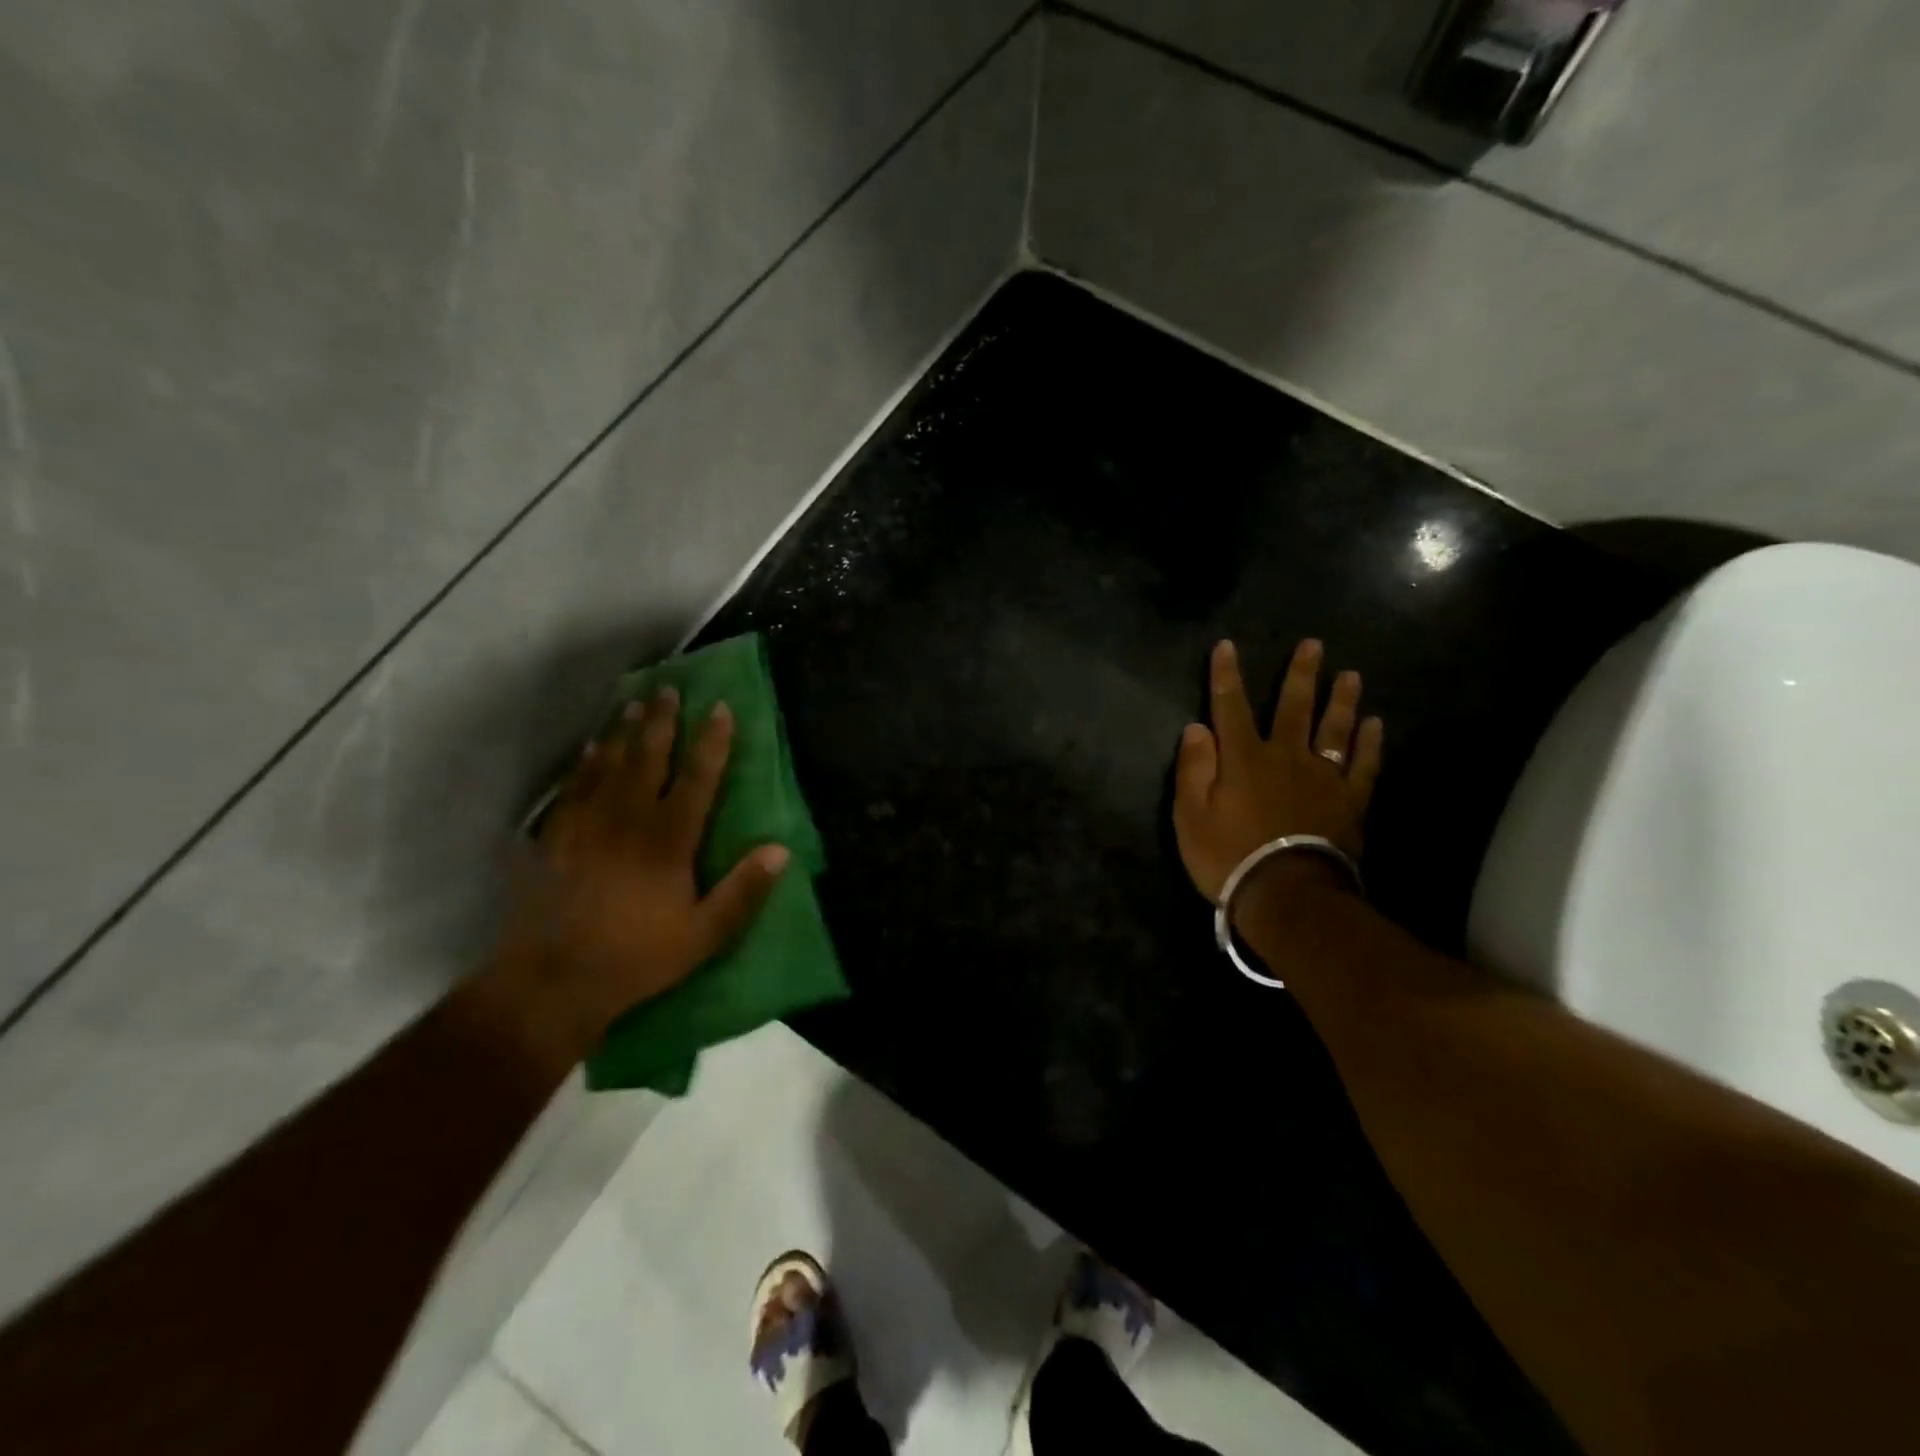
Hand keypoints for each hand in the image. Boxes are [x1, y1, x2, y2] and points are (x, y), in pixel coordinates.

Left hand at [502, 687, 788, 1040]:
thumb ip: (743, 892)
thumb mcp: (703, 935)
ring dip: (625, 731)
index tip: (721, 709)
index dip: (712, 742)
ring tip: (635, 702)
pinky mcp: (555, 836)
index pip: (697, 779)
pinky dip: (586, 762)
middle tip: (669, 689)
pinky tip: (592, 747)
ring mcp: (587, 824)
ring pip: (610, 764)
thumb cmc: (637, 958)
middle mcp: (628, 820)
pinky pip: (573, 786)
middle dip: (663, 721)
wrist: (552, 981)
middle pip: (649, 758)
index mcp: (669, 841)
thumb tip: (780, 850)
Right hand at [1173, 639, 1383, 901]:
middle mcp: (1286, 757)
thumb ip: (1193, 769)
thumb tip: (1197, 728)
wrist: (1287, 895)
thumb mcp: (1190, 816)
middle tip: (1313, 645)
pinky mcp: (1349, 801)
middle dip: (1300, 675)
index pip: (1231, 707)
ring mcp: (1323, 777)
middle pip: (1294, 708)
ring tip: (1351, 675)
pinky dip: (1370, 743)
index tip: (1227, 645)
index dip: (1226, 675)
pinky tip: (1375, 724)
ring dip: (1341, 700)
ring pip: (1334, 729)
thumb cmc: (1229, 856)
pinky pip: (1363, 765)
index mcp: (1243, 758)